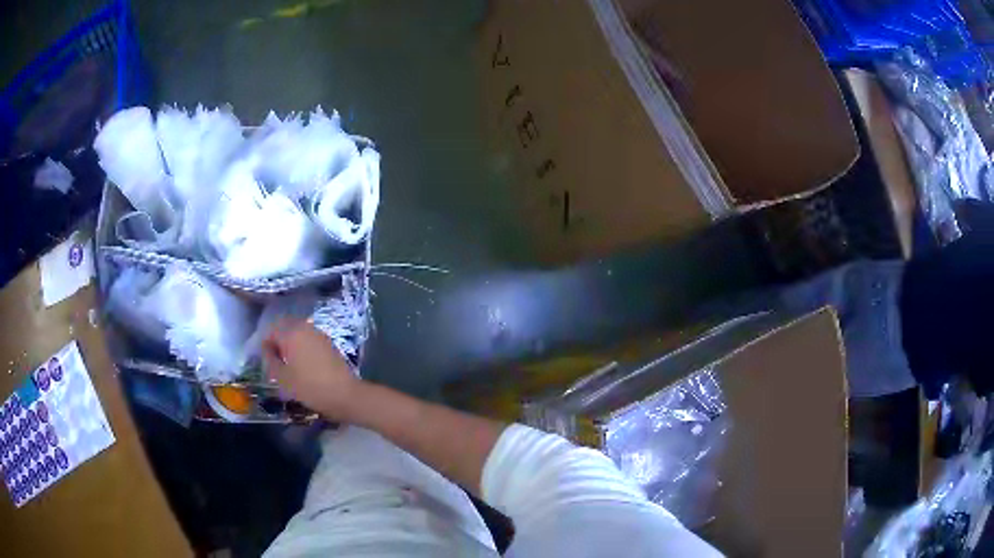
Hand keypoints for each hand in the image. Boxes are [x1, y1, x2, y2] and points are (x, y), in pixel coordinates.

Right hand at [262, 319, 364, 422]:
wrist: (345, 394)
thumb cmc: (309, 387)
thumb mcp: (283, 378)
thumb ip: (271, 360)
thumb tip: (267, 350)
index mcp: (291, 333)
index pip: (271, 331)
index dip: (265, 345)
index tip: (266, 360)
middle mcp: (305, 328)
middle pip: (285, 328)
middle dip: (278, 341)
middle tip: (276, 360)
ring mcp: (319, 334)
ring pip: (298, 332)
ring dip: (291, 343)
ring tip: (289, 363)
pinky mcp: (329, 343)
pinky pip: (310, 339)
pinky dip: (303, 346)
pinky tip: (303, 364)